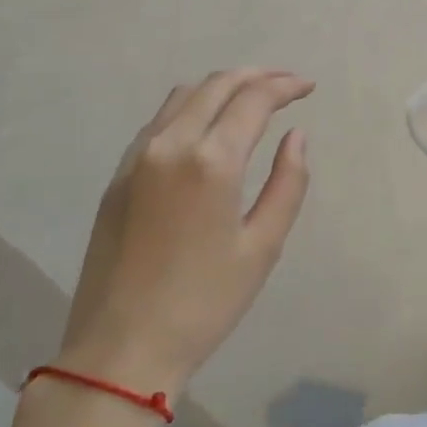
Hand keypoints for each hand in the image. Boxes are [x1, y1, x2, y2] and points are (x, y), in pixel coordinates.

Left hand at [59, 69, 313, 394]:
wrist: (120, 349)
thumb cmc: (204, 303)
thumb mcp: (262, 246)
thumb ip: (288, 182)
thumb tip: (296, 136)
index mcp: (211, 161)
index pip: (253, 99)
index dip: (285, 86)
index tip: (308, 87)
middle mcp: (170, 144)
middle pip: (217, 86)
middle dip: (256, 77)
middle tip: (286, 85)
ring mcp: (137, 157)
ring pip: (183, 96)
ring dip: (221, 87)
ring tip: (250, 99)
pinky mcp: (118, 175)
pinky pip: (159, 121)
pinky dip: (191, 107)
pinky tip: (207, 127)